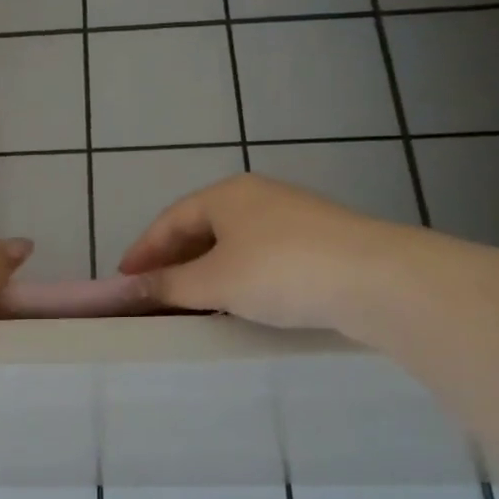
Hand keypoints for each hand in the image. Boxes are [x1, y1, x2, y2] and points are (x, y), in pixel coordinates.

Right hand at [118, 174, 417, 329]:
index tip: (123, 281)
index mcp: (226, 195)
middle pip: (200, 229)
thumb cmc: (280, 271)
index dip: (142, 251)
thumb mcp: (214, 281)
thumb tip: (126, 290)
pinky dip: (237, 278)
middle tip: (152, 295)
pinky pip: (260, 258)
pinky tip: (236, 303)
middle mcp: (257, 198)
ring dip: (205, 273)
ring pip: (232, 245)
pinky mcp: (318, 244)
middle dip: (173, 262)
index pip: (170, 220)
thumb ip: (168, 285)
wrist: (376, 279)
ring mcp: (291, 218)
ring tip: (188, 304)